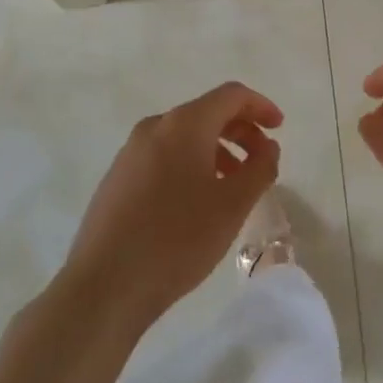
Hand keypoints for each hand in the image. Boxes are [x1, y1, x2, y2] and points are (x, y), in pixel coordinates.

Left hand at [61, 83, 282, 330]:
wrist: (103, 287)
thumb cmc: (177, 239)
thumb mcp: (233, 205)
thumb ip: (260, 168)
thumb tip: (268, 146)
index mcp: (184, 124)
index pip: (231, 95)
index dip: (260, 106)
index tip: (279, 128)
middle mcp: (155, 127)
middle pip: (207, 113)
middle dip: (240, 131)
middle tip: (261, 160)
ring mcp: (130, 152)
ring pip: (184, 137)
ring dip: (216, 151)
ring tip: (232, 187)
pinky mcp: (116, 179)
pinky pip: (163, 157)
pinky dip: (190, 165)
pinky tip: (196, 202)